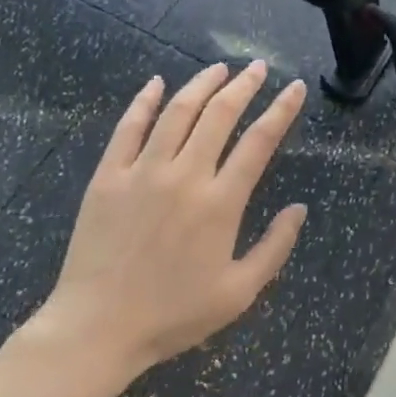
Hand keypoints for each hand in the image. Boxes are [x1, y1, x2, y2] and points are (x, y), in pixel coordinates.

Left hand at [20, 61, 307, 382]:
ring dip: (201, 84)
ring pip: (177, 112)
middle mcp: (185, 176)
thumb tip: (299, 209)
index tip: (295, 87)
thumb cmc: (172, 315)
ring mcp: (143, 172)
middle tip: (257, 67)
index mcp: (220, 202)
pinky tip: (156, 83)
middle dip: (244, 85)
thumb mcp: (238, 293)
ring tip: (219, 68)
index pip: (259, 141)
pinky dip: (144, 101)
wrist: (96, 329)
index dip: (281, 110)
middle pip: (220, 114)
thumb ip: (275, 248)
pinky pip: (128, 128)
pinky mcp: (108, 177)